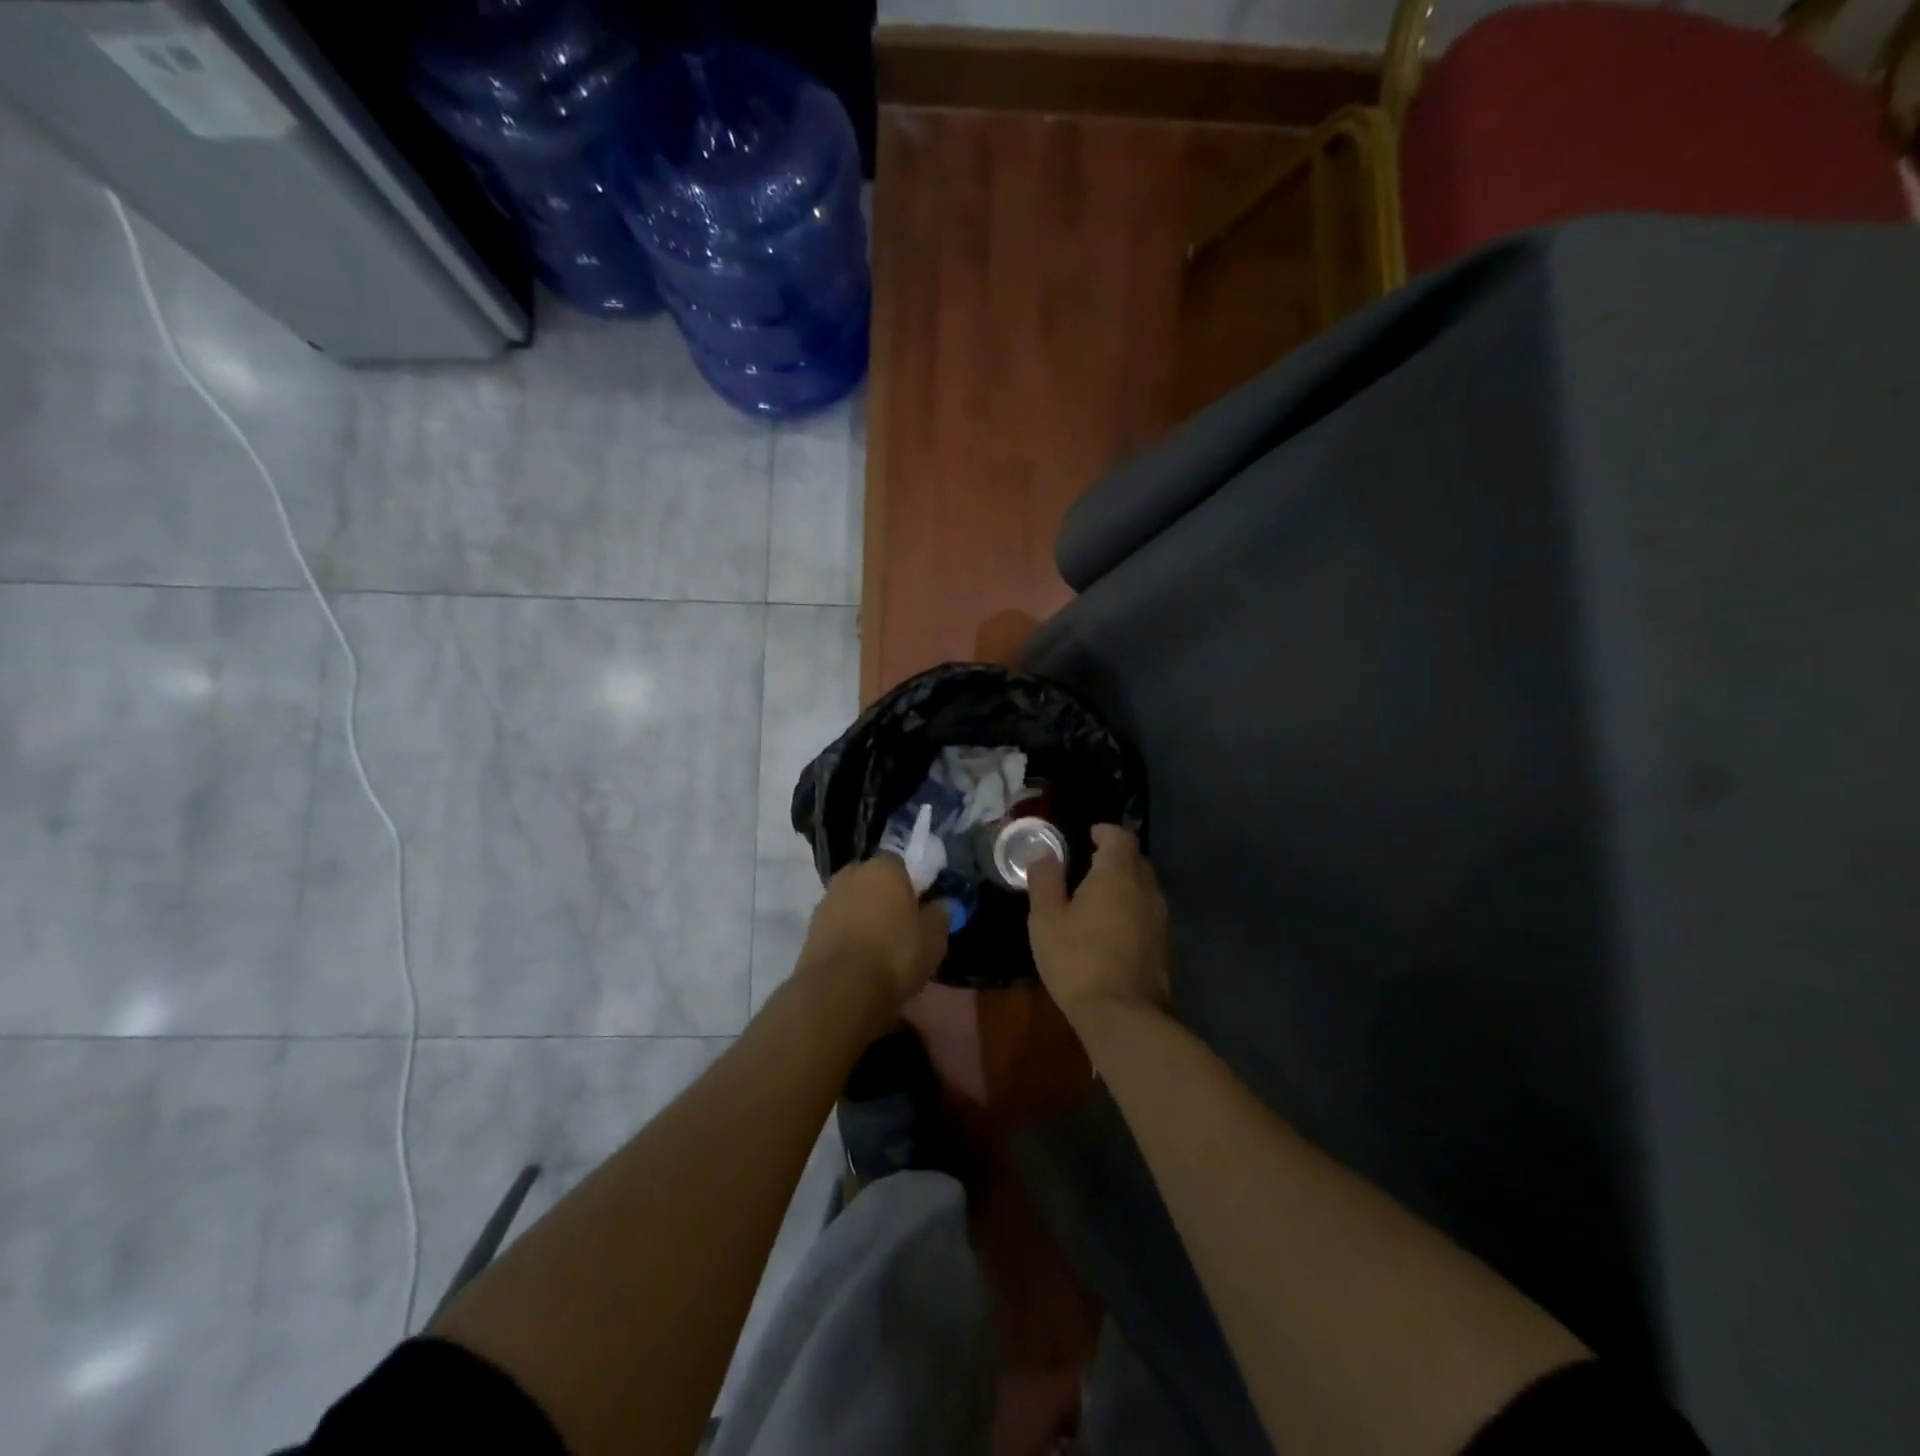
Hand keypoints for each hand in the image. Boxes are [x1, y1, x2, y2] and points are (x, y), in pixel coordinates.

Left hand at [798, 855, 949, 1011]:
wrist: (839, 991)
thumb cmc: (895, 955)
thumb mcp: (934, 939)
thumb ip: (940, 916)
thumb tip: (941, 905)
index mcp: (883, 867)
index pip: (900, 862)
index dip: (911, 882)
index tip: (920, 905)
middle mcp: (851, 875)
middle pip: (872, 880)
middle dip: (884, 896)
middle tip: (900, 924)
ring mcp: (826, 901)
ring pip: (852, 902)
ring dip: (863, 916)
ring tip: (879, 947)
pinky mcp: (810, 928)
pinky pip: (837, 925)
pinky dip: (847, 935)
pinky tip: (859, 959)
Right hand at [1027, 825, 1169, 1028]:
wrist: (1124, 1017)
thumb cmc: (1078, 960)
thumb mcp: (1046, 918)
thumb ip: (1045, 879)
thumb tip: (1044, 852)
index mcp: (1118, 874)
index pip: (1120, 837)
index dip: (1105, 832)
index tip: (1088, 836)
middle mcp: (1146, 889)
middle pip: (1136, 861)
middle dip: (1115, 859)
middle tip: (1087, 868)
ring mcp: (1160, 919)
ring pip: (1144, 889)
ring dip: (1124, 887)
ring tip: (1096, 901)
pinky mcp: (1165, 947)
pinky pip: (1147, 915)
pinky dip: (1131, 912)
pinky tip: (1111, 932)